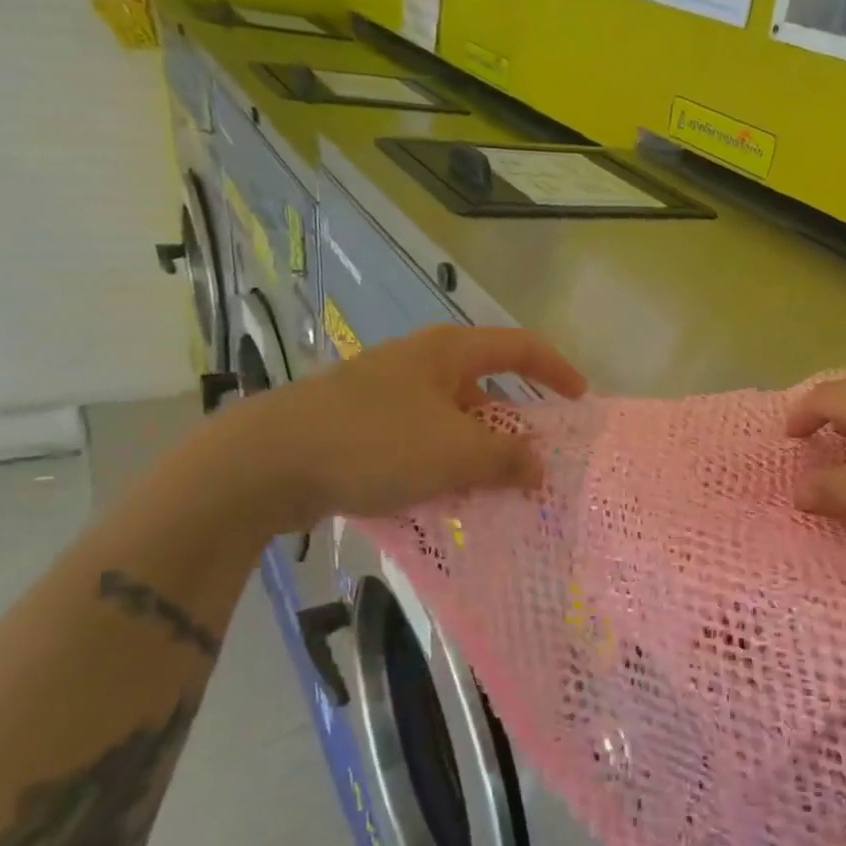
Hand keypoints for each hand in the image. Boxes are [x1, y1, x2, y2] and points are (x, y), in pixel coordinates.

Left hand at [216, 326, 586, 528]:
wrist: (266, 463)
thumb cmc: (375, 443)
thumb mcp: (455, 453)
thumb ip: (507, 459)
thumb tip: (538, 466)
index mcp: (447, 353)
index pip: (519, 347)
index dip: (556, 369)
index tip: (580, 400)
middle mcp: (418, 364)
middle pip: (484, 386)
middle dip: (513, 423)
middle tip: (533, 461)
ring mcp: (384, 393)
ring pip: (450, 419)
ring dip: (475, 451)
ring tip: (491, 489)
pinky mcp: (358, 425)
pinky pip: (418, 441)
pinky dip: (440, 465)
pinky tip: (440, 498)